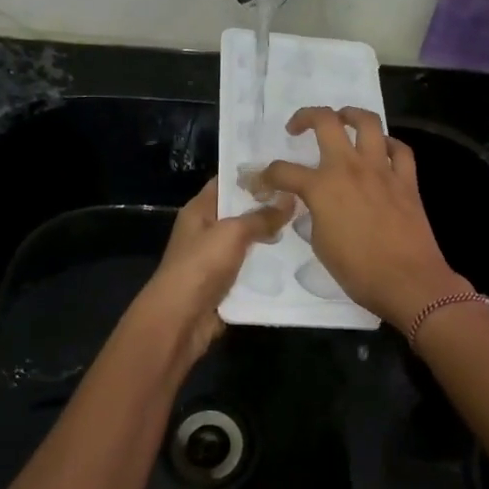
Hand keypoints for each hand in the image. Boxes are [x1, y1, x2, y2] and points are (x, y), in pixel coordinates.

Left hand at [130, 179, 291, 361]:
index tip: (285, 169)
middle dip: (268, 207)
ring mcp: (214, 259)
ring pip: (248, 242)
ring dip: (271, 238)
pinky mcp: (224, 284)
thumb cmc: (201, 265)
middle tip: (305, 198)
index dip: (252, 175)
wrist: (181, 319)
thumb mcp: (232, 233)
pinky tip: (295, 260)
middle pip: (240, 213)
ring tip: (307, 226)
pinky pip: (250, 269)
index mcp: (199, 210)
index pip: (226, 183)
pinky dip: (267, 266)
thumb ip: (261, 216)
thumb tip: (290, 198)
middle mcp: (205, 231)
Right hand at [252, 107, 469, 328]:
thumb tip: (314, 206)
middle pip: (326, 122)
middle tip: (297, 128)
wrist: (408, 281)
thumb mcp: (320, 244)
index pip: (283, 171)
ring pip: (367, 122)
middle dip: (305, 117)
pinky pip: (400, 149)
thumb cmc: (358, 270)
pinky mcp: (406, 180)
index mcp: (322, 187)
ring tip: (342, 121)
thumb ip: (313, 216)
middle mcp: (350, 168)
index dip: (266, 175)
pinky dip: (388, 144)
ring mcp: (381, 169)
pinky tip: (381, 151)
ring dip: (350, 115)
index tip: (261, 182)